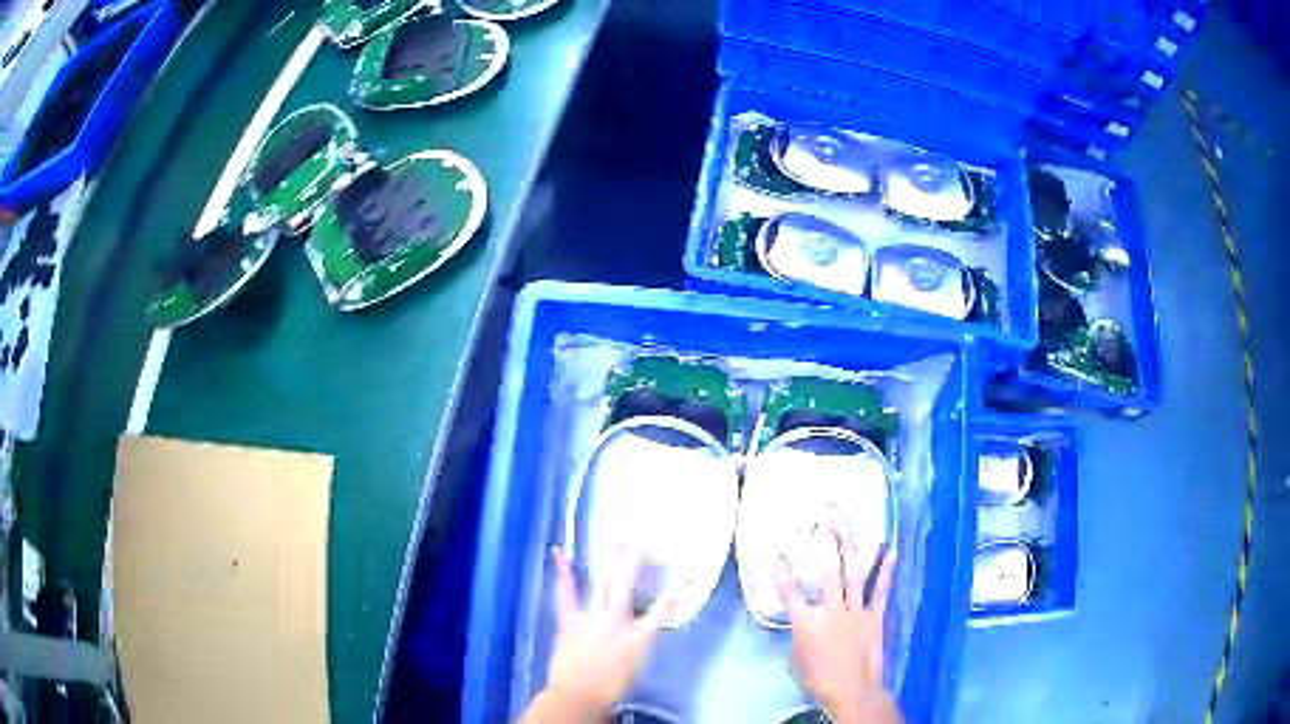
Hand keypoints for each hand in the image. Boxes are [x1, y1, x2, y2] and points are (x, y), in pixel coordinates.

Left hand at [521, 546, 676, 722]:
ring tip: (616, 539)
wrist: (578, 695)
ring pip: (603, 584)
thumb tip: (644, 623)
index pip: (662, 610)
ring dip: (610, 561)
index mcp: (638, 637)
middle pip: (627, 587)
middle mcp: (616, 622)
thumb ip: (641, 640)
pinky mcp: (569, 620)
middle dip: (634, 561)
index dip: (676, 590)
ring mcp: (591, 618)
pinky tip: (559, 553)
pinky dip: (564, 573)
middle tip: (638, 538)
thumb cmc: (610, 685)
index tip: (686, 573)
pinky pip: (567, 593)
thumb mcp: (636, 665)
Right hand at [774, 535, 902, 723]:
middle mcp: (831, 610)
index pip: (789, 592)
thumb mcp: (797, 658)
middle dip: (826, 546)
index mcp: (807, 622)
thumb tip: (803, 622)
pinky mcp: (874, 616)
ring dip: (853, 552)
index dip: (780, 571)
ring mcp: (855, 611)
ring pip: (854, 576)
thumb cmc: (818, 678)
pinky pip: (881, 591)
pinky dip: (886, 572)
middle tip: (826, 523)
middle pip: (827, 573)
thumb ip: (800, 635)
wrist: (852, 690)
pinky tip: (891, 553)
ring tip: (852, 531)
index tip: (774, 552)